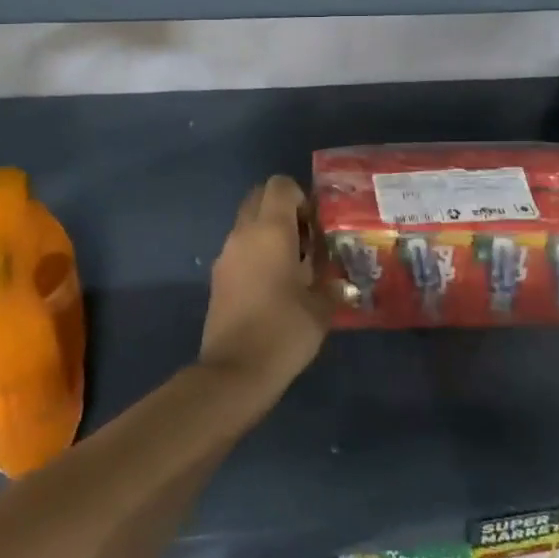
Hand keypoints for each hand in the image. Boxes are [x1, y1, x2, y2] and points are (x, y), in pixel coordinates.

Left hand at [198, 176, 334, 392]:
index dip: (301, 197)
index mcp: (270, 230)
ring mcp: (226, 253)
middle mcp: (243, 233)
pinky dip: (256, 252)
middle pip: (260, 197)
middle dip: (283, 210)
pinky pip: (239, 247)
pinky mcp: (218, 275)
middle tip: (306, 241)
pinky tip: (274, 285)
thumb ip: (332, 283)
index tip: (315, 226)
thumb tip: (340, 280)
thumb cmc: (283, 331)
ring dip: (269, 231)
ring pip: (247, 222)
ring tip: (294, 266)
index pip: (280, 185)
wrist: (234, 372)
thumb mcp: (321, 307)